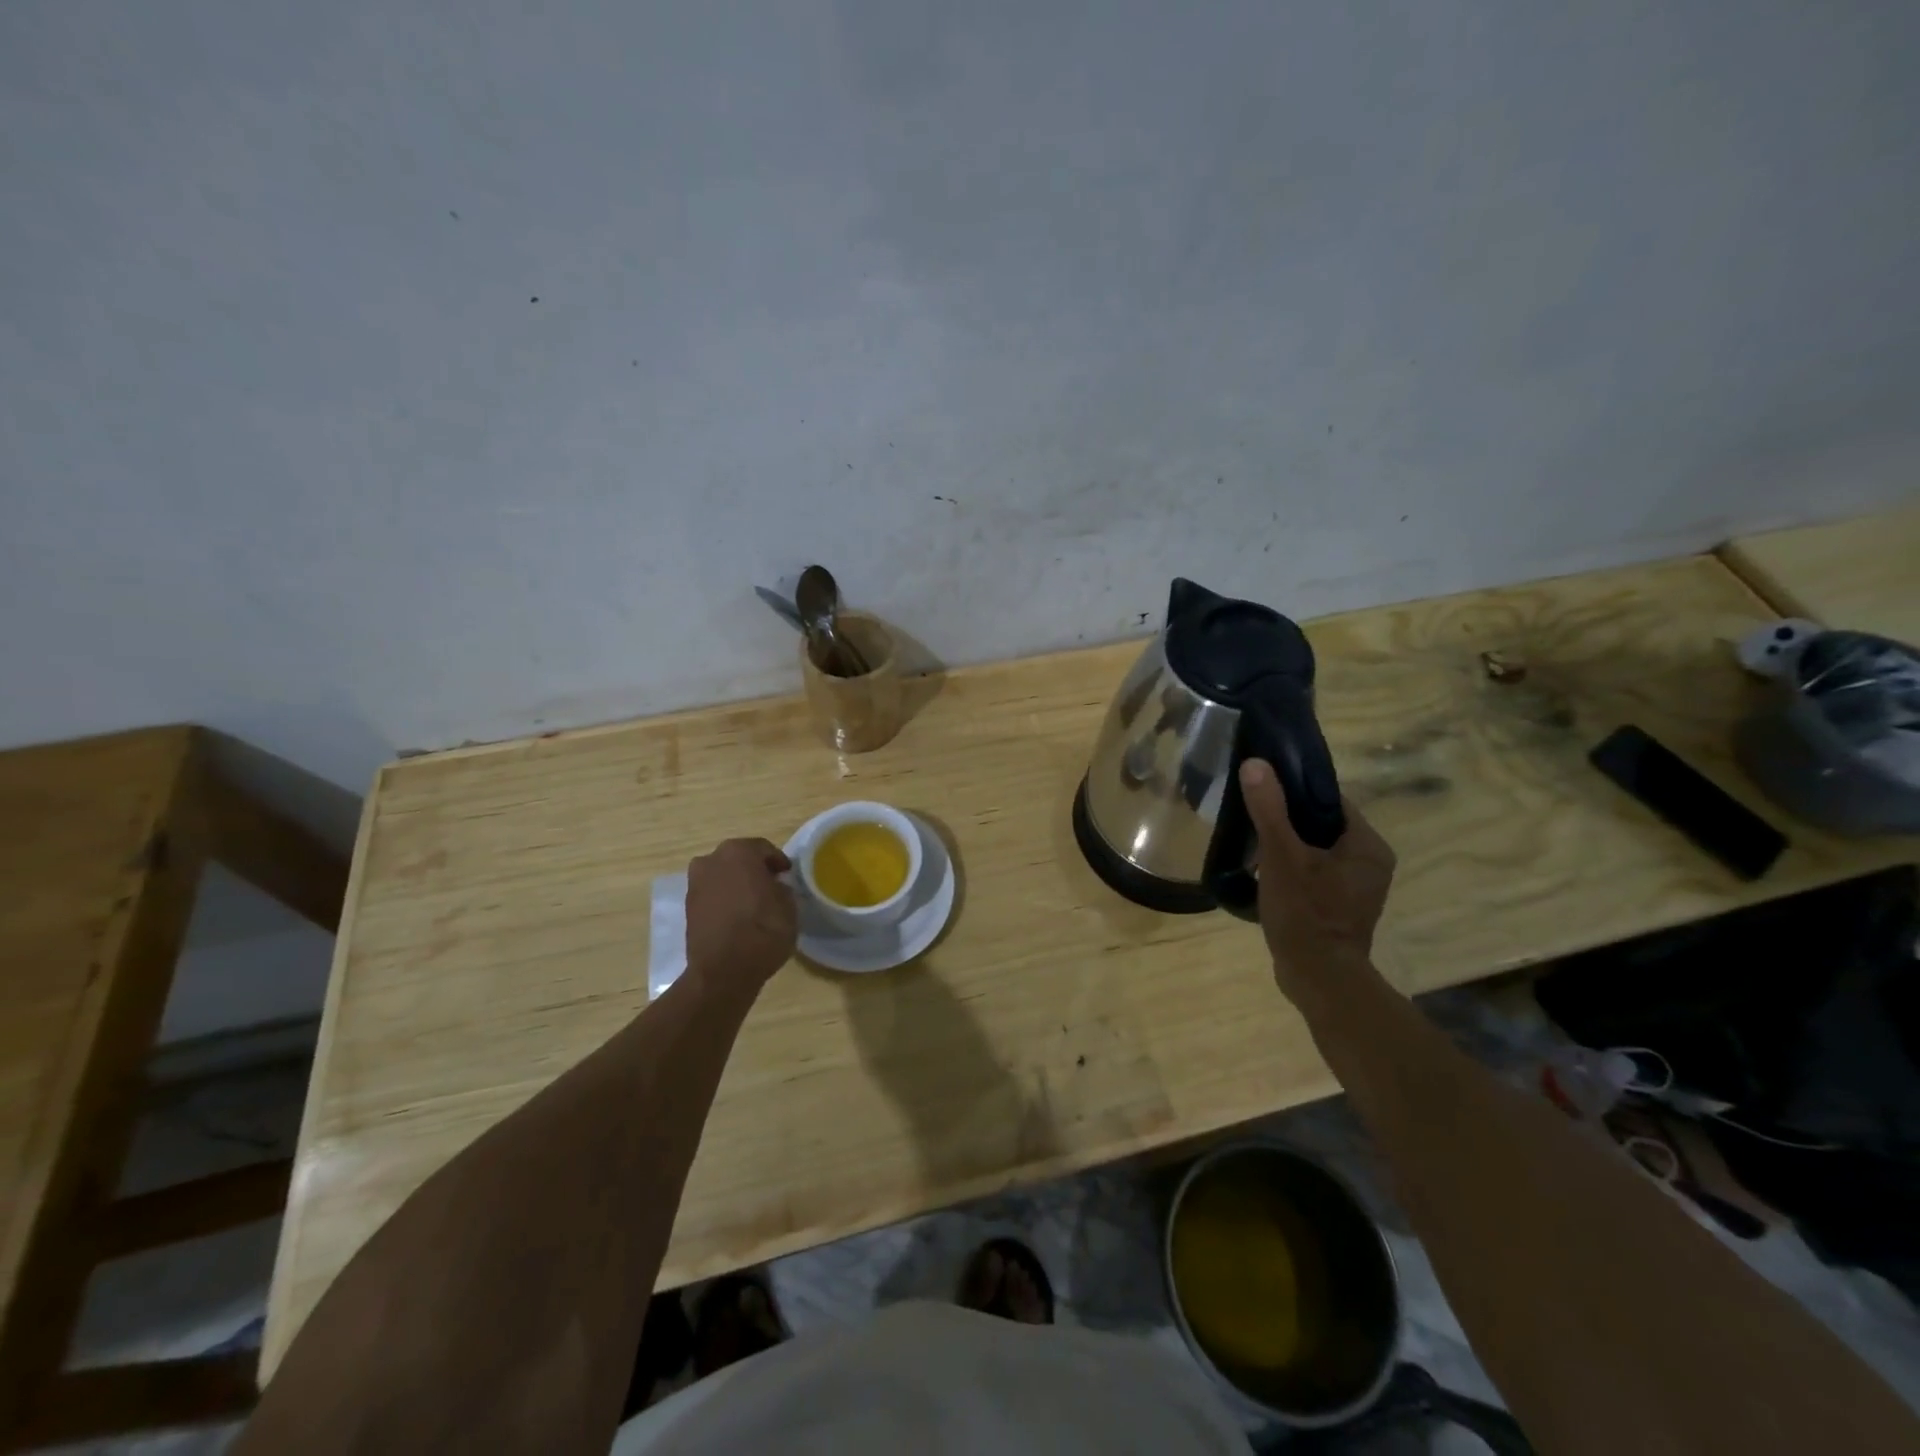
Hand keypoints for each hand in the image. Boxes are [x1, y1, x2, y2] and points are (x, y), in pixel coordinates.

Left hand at [685, 838, 797, 990]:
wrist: (723, 971)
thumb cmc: (763, 931)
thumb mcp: (789, 906)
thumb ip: (782, 889)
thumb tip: (774, 887)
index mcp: (739, 852)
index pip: (764, 849)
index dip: (778, 862)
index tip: (787, 875)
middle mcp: (712, 860)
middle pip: (739, 858)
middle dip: (754, 869)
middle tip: (771, 886)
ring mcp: (695, 883)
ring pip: (722, 876)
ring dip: (736, 884)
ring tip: (753, 903)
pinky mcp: (687, 907)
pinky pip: (712, 894)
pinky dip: (723, 899)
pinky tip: (737, 916)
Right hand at [1240, 759, 1395, 1001]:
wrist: (1317, 978)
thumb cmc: (1306, 912)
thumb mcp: (1282, 855)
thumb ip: (1269, 809)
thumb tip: (1256, 764)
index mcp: (1368, 846)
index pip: (1332, 801)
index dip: (1297, 792)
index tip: (1265, 791)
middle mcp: (1370, 864)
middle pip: (1323, 826)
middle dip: (1288, 822)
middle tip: (1254, 819)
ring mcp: (1357, 889)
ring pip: (1317, 851)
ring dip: (1288, 847)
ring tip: (1254, 845)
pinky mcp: (1341, 909)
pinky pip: (1315, 875)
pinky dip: (1292, 870)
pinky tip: (1264, 874)